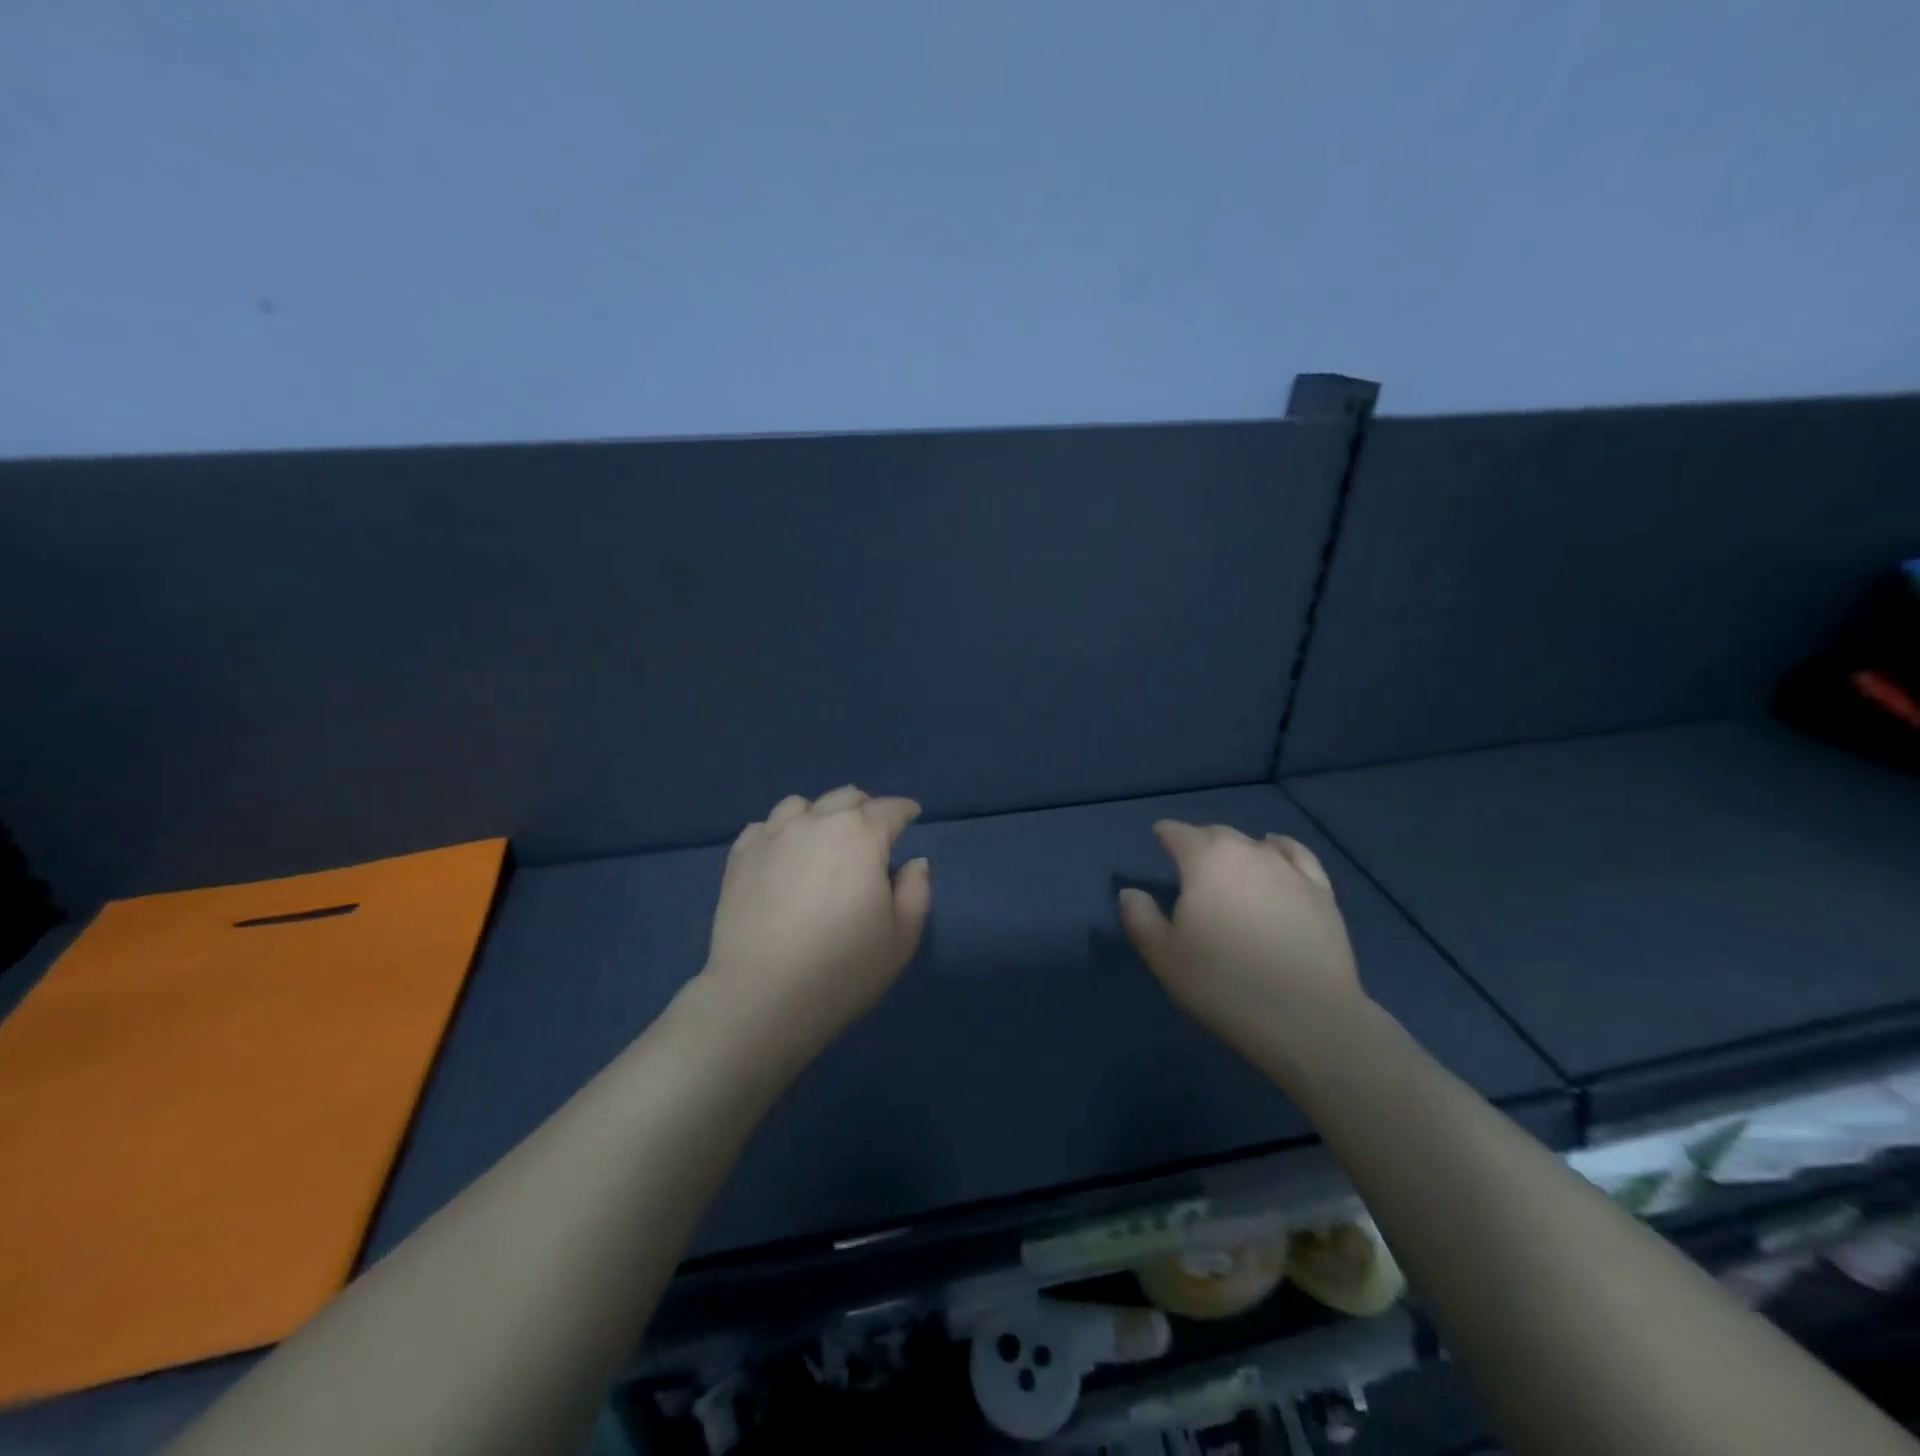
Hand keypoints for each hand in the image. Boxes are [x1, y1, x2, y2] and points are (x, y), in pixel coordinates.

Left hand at [701, 786, 931, 1057]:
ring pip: (801, 805)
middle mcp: (817, 822)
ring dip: (819, 815)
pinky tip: (782, 856)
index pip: (891, 809)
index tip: (911, 818)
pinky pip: (764, 826)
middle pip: (846, 797)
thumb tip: (914, 863)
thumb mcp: (902, 937)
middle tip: (871, 834)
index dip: (905, 811)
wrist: (763, 996)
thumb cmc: (843, 968)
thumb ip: (916, 891)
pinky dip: (780, 833)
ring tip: (821, 840)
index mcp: (861, 836)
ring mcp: (773, 836)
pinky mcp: (740, 856)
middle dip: (865, 809)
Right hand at [1118, 822, 1365, 1054]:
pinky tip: (1275, 852)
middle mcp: (1247, 851)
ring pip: (1254, 844)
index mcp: (1205, 860)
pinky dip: (1280, 848)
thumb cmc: (1223, 984)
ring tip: (1228, 865)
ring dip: (1236, 849)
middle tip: (1188, 863)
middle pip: (1216, 834)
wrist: (1307, 1019)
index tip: (1157, 838)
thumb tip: (1131, 892)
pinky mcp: (1321, 891)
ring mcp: (1289, 869)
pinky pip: (1296, 855)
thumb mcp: (1164, 956)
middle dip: (1199, 841)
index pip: (1178, 833)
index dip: (1165, 833)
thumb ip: (1140, 918)